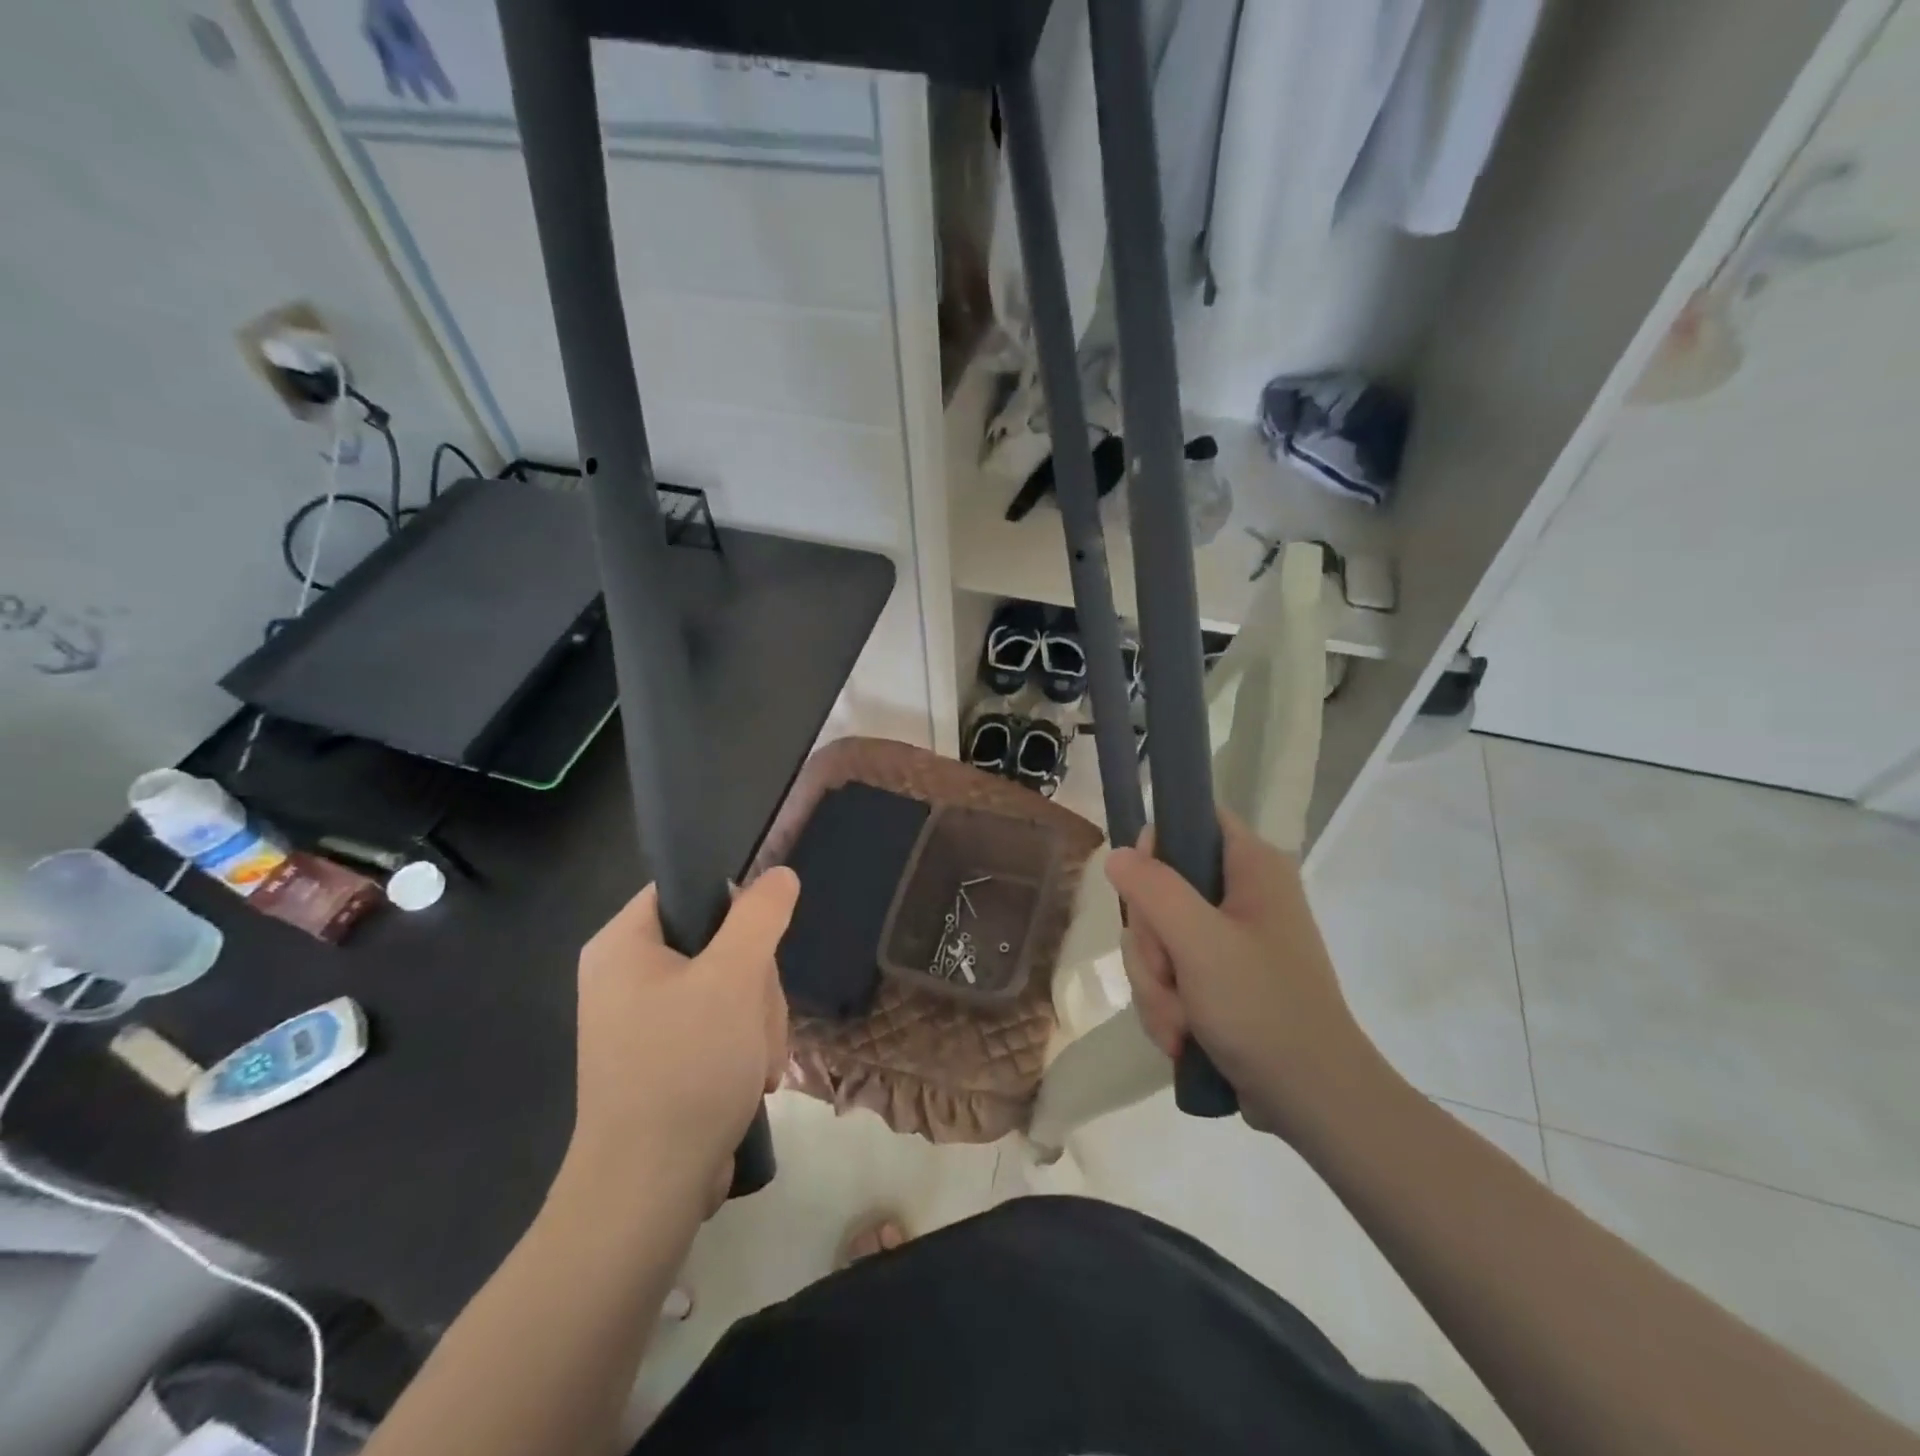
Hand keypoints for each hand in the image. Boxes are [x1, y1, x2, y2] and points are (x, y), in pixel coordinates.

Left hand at [562, 869, 798, 1214]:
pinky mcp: (665, 1057)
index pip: (687, 888)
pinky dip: (744, 1047)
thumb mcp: (733, 977)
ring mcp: (645, 1021)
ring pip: (730, 985)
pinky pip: (720, 1024)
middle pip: (718, 941)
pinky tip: (750, 1079)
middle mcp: (626, 976)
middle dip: (755, 983)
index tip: (760, 943)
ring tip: (756, 1063)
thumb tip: (779, 874)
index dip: (734, 906)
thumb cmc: (686, 1067)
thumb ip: (760, 916)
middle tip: (755, 1021)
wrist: (649, 1191)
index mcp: (623, 944)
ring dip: (758, 1020)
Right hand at [1106, 812, 1379, 1140]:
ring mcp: (1230, 939)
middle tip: (1169, 975)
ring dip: (1155, 983)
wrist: (1313, 1102)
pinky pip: (1167, 972)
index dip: (1157, 844)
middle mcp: (1242, 894)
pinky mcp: (1220, 978)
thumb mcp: (1200, 943)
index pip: (1193, 818)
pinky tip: (1182, 1035)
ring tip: (1180, 1022)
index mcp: (1252, 867)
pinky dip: (1166, 1004)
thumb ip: (1154, 890)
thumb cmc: (1264, 1010)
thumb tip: (1117, 855)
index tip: (1143, 890)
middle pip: (1160, 885)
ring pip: (1157, 936)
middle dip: (1152, 942)